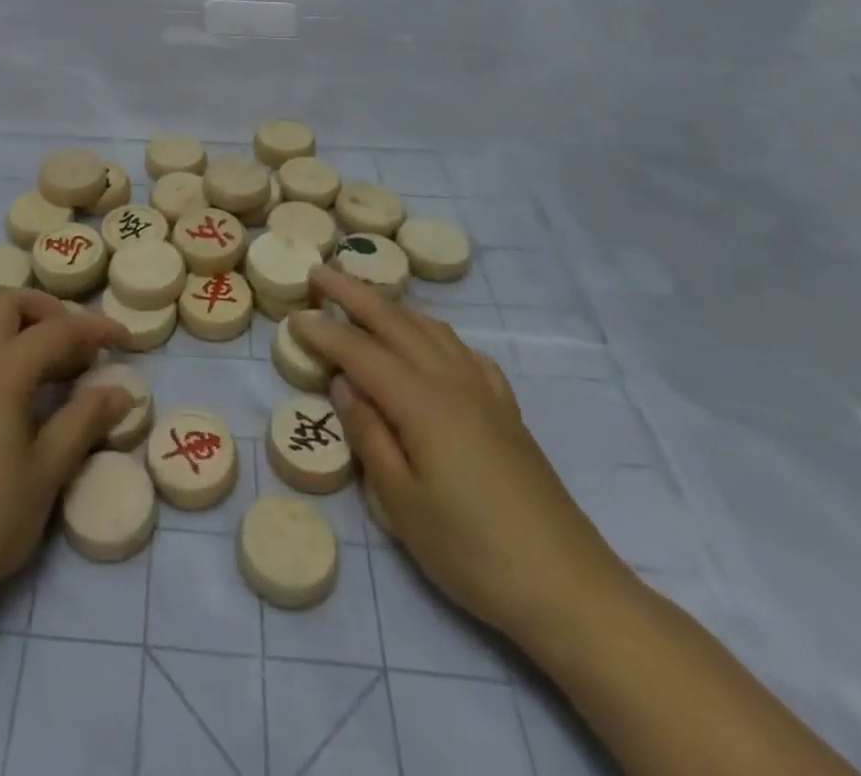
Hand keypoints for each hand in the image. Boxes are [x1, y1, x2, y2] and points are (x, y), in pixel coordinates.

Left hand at [0, 288, 132, 612]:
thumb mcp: (49, 469)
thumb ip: (85, 420)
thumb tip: (122, 391)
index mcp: (1, 369)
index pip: (57, 330)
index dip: (95, 330)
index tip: (124, 339)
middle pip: (6, 302)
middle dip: (45, 310)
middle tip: (74, 343)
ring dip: (6, 316)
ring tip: (34, 350)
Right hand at [288, 265, 632, 644]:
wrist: (567, 587)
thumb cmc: (471, 549)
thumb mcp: (401, 502)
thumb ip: (369, 434)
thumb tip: (343, 383)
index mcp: (420, 400)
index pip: (359, 352)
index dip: (323, 332)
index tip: (293, 317)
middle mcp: (451, 380)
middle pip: (395, 322)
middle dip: (353, 294)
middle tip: (320, 272)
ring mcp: (484, 392)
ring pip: (431, 328)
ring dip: (393, 306)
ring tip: (366, 297)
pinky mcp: (505, 410)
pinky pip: (463, 351)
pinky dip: (435, 333)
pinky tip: (431, 344)